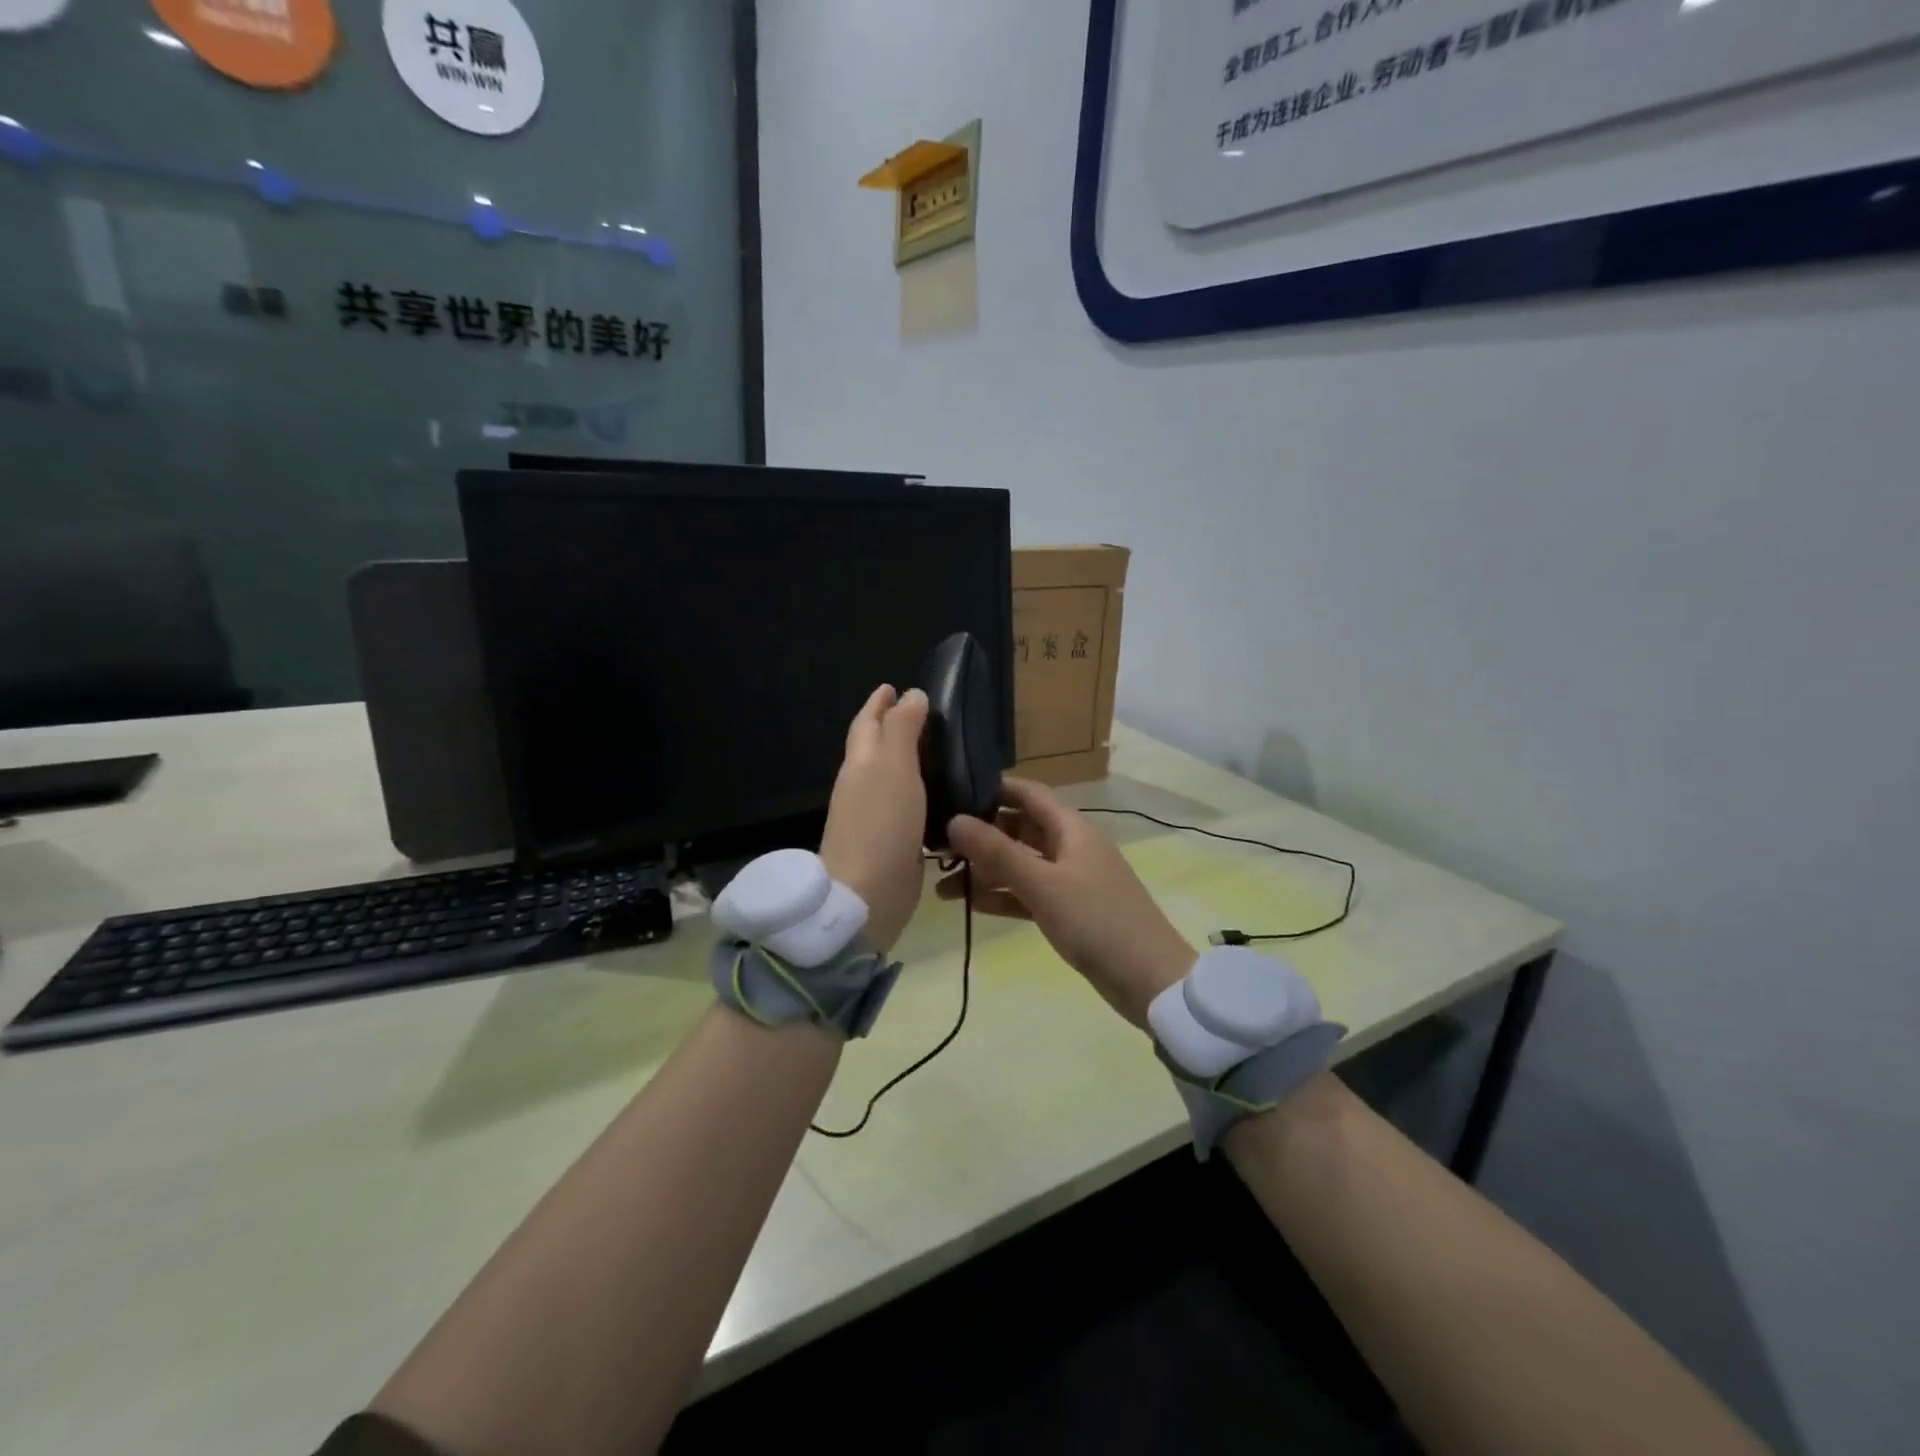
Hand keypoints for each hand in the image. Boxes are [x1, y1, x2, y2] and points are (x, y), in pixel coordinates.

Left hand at [818, 685, 929, 953]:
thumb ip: (902, 729)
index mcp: (860, 764)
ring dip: (907, 760)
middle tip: (920, 714)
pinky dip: (919, 792)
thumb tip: (910, 693)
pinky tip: (940, 795)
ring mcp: (874, 817)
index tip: (892, 686)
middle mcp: (862, 786)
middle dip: (891, 728)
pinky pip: (905, 806)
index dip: (878, 704)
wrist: (867, 895)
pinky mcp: (892, 842)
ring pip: (890, 777)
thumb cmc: (881, 824)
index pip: (867, 724)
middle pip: (874, 748)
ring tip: (937, 750)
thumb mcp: (894, 767)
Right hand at [937, 778, 1195, 1027]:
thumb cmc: (1097, 921)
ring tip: (938, 878)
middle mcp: (1069, 847)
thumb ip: (997, 853)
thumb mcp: (1044, 885)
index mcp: (1071, 829)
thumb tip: (954, 820)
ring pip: (1019, 863)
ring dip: (984, 869)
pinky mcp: (1068, 910)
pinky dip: (1000, 895)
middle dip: (980, 833)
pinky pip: (1027, 893)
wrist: (1149, 980)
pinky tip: (965, 902)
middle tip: (935, 841)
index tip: (952, 791)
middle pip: (1019, 828)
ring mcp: (1069, 880)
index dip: (993, 788)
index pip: (1028, 794)